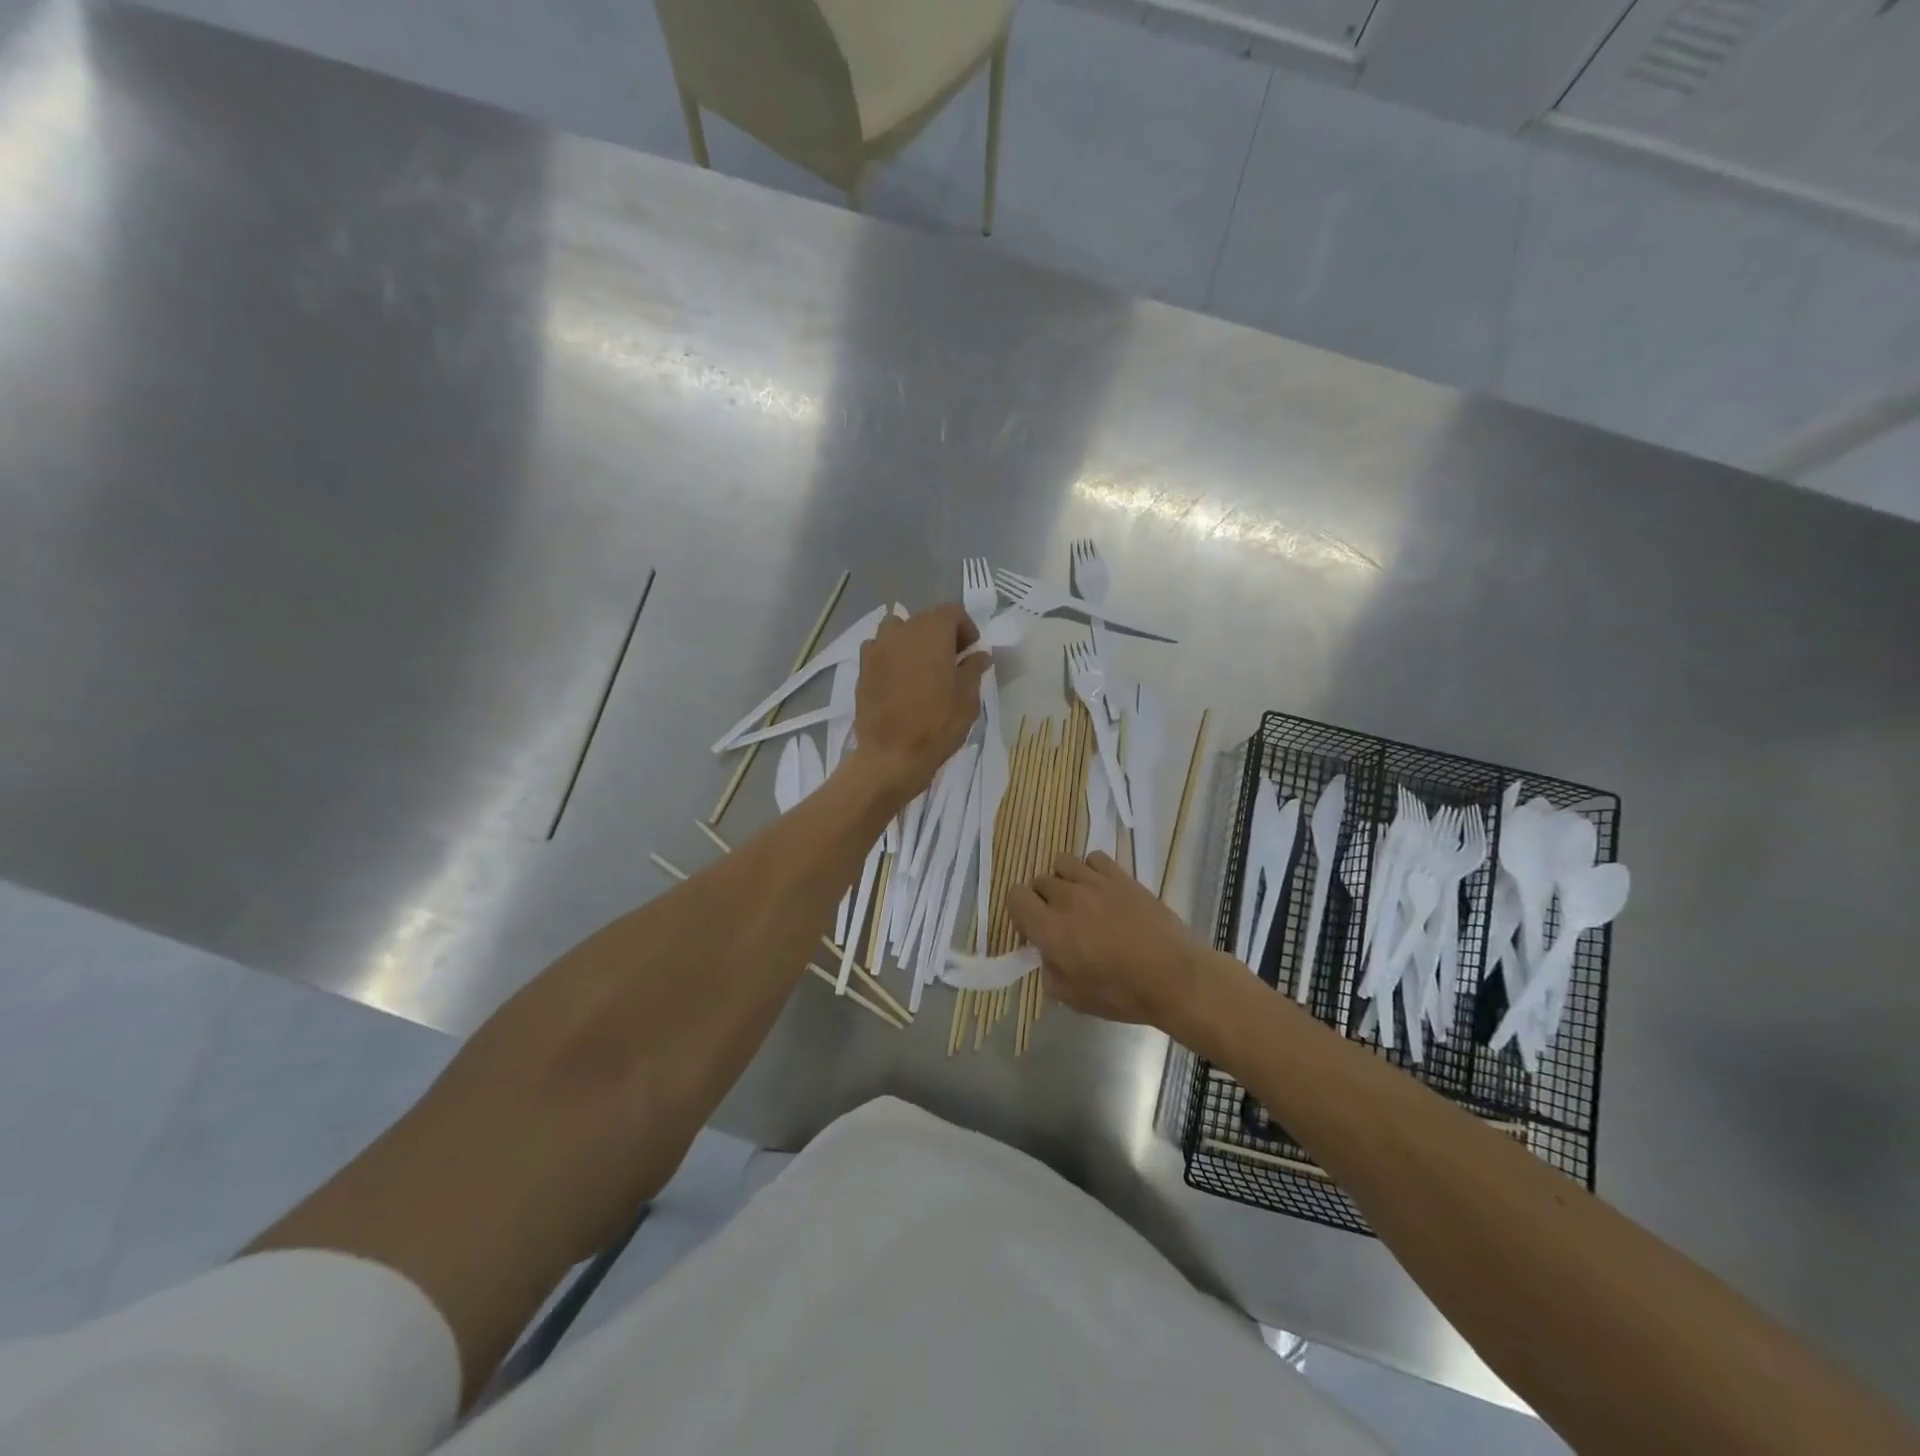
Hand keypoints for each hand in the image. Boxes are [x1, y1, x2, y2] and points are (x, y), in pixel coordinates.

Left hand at [847, 604, 987, 803]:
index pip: (952, 612)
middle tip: (951, 662)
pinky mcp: (862, 668)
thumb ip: (974, 669)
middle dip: (940, 635)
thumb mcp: (967, 698)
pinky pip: (879, 650)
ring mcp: (877, 648)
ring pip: (898, 631)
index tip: (971, 651)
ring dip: (912, 641)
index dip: (965, 628)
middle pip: (924, 620)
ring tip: (922, 668)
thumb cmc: (937, 725)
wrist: (891, 756)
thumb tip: (979, 655)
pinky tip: (899, 679)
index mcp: (932, 632)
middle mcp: (902, 631)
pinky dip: (891, 656)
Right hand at [1009, 851, 1219, 1031]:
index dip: (1020, 912)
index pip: (1015, 897)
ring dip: (1065, 880)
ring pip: (1063, 863)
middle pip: (1039, 881)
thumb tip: (1048, 955)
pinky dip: (1092, 870)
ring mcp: (1095, 883)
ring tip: (1081, 900)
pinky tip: (1103, 890)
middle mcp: (1066, 898)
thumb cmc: (1122, 994)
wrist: (1174, 977)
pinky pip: (1093, 858)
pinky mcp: (1121, 876)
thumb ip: (1050, 973)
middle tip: (1062, 922)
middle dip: (1044, 900)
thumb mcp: (1074, 999)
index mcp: (1049, 928)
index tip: (1034, 930)